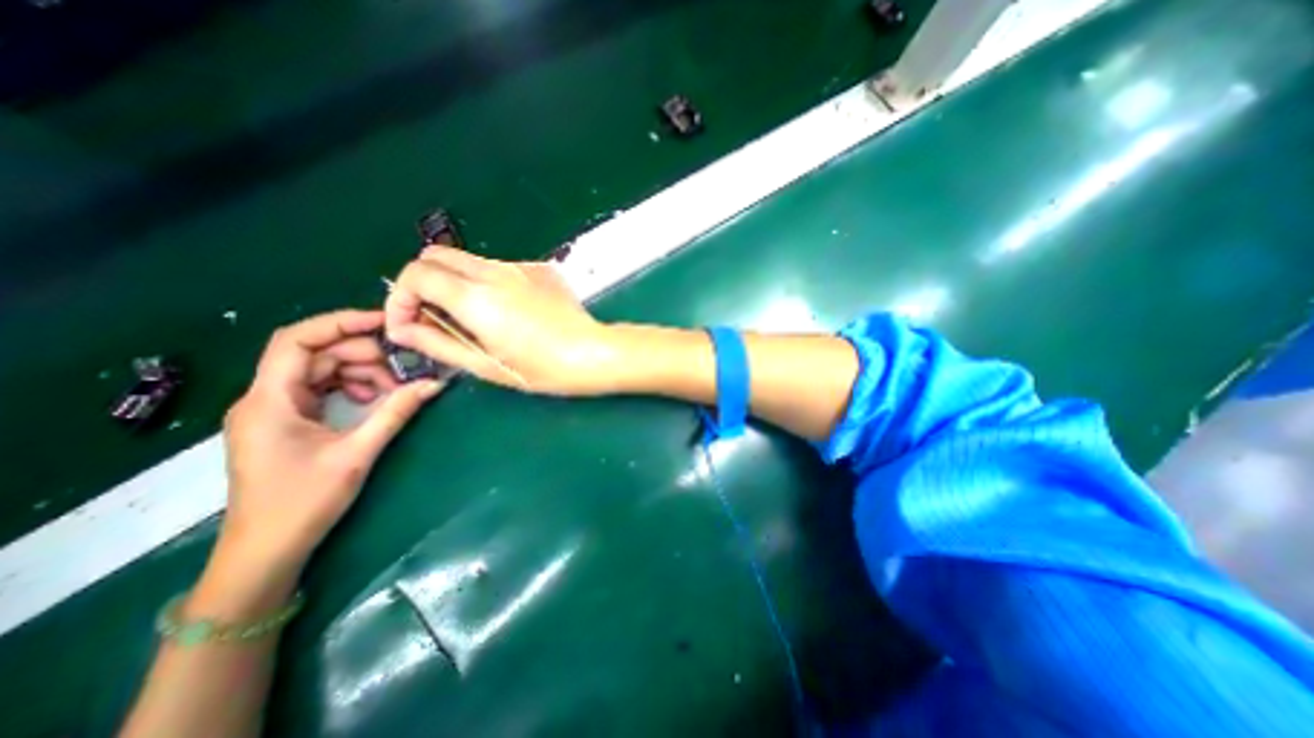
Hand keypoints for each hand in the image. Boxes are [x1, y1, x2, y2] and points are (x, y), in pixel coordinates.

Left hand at [217, 309, 437, 569]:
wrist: (266, 552)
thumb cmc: (303, 503)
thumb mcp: (357, 453)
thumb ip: (396, 412)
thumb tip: (434, 383)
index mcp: (269, 400)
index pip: (297, 340)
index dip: (341, 323)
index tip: (385, 322)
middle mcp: (265, 398)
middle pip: (316, 354)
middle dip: (363, 354)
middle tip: (403, 368)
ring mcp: (275, 410)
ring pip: (321, 371)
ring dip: (361, 372)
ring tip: (394, 389)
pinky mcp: (287, 422)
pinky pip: (322, 389)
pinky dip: (352, 388)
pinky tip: (375, 400)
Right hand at [385, 244, 622, 397]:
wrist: (593, 353)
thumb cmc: (541, 368)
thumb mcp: (485, 365)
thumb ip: (438, 343)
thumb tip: (402, 330)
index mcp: (476, 297)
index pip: (416, 273)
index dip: (401, 298)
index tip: (409, 325)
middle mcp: (495, 272)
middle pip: (437, 255)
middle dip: (423, 283)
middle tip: (434, 317)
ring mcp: (521, 267)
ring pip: (469, 261)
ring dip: (456, 282)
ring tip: (473, 319)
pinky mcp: (540, 269)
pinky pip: (501, 268)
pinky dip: (488, 283)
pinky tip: (509, 312)